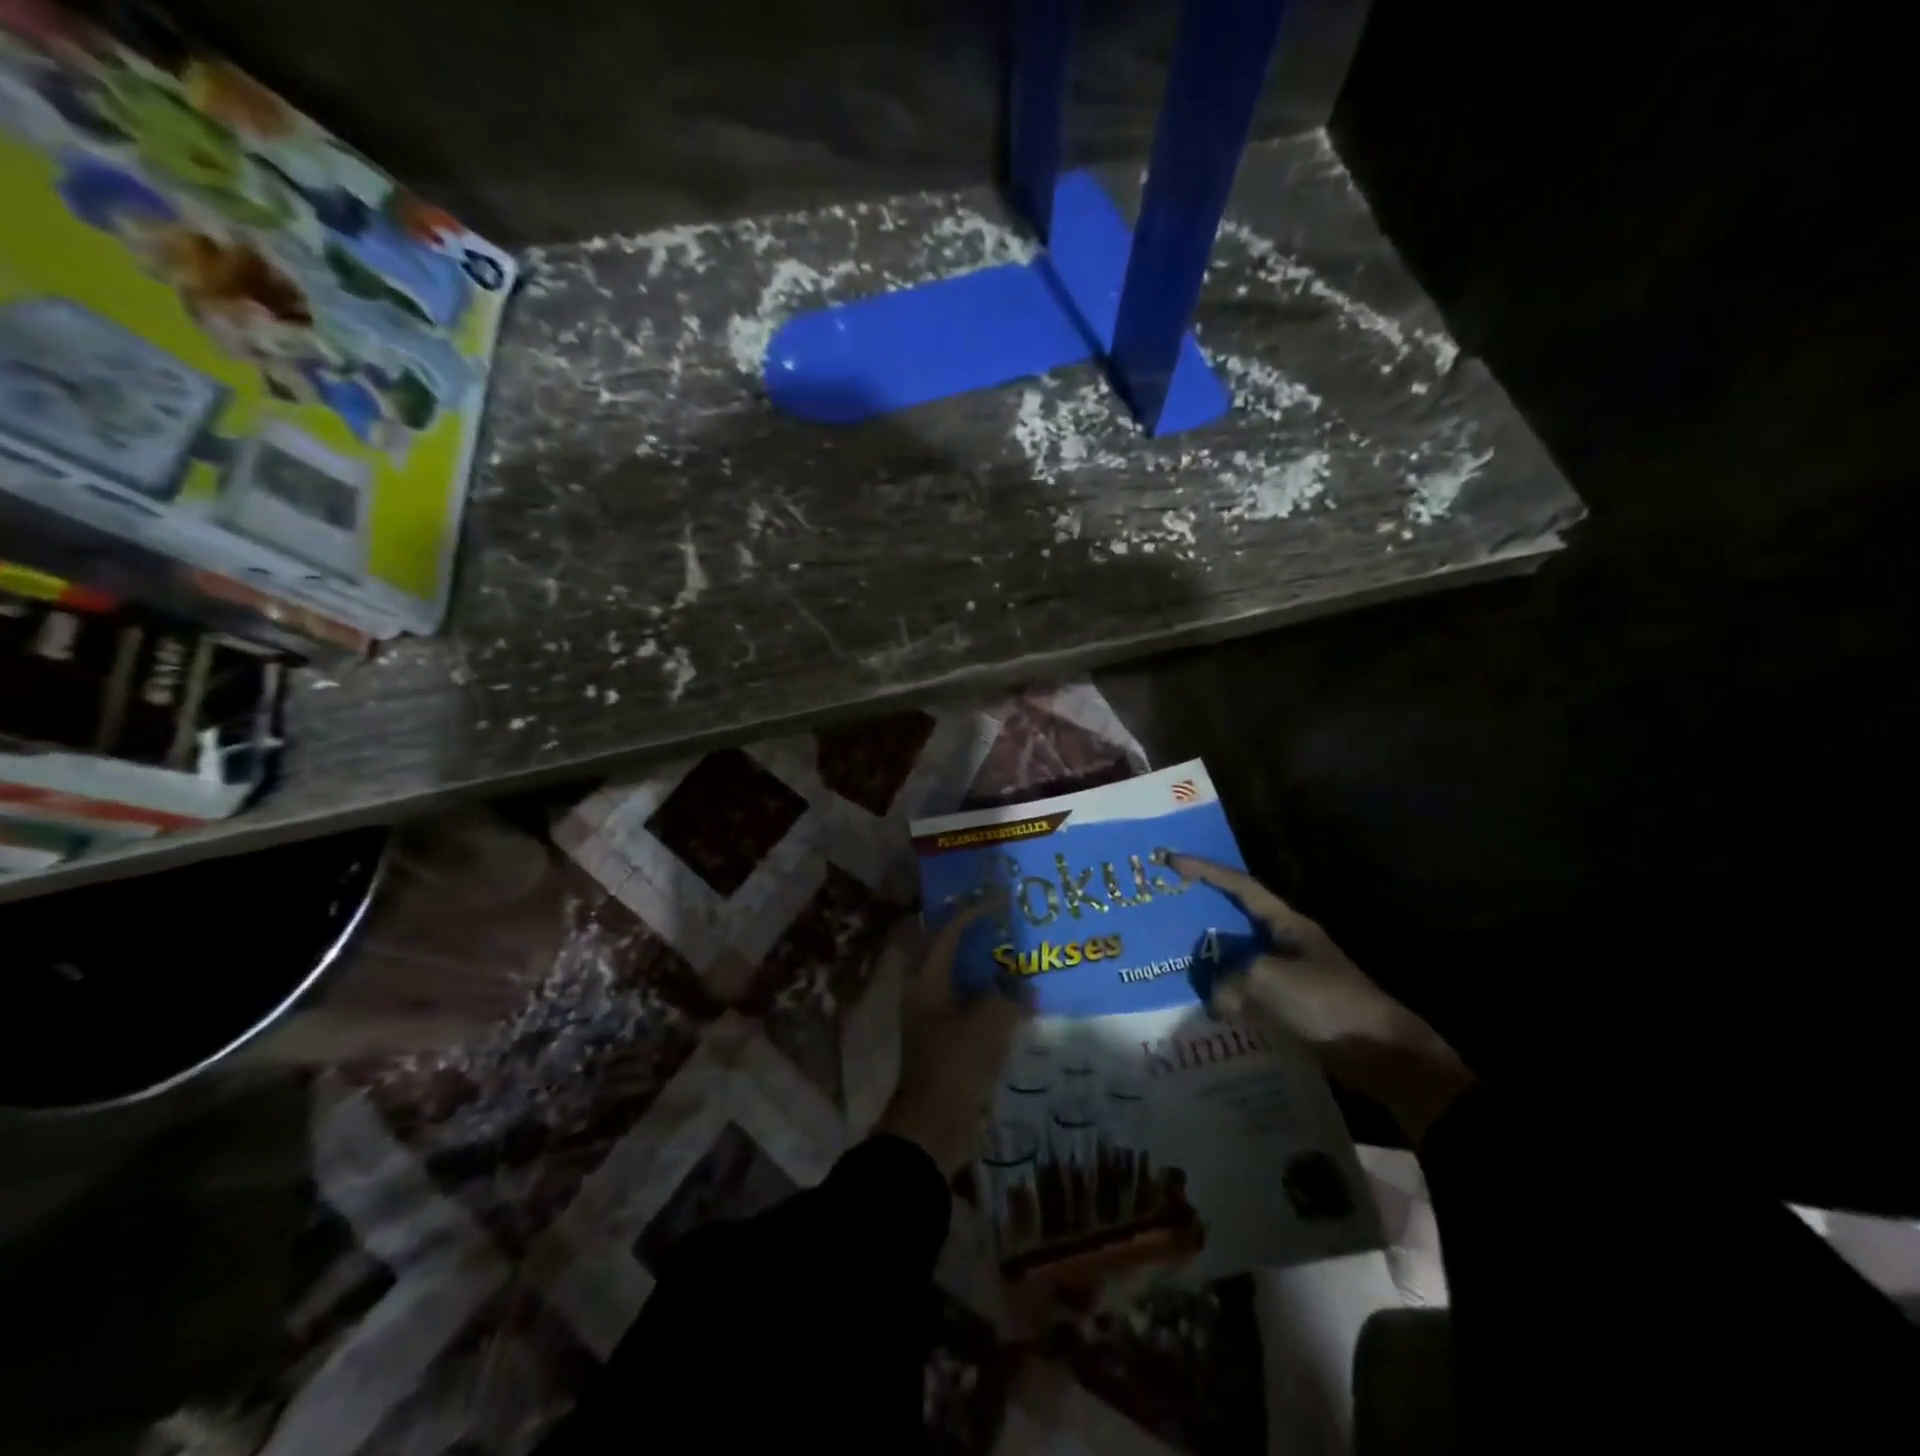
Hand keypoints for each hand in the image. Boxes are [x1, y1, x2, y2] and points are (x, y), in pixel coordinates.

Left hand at [879, 900, 1030, 1175]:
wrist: (935, 1124)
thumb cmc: (957, 1062)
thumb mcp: (991, 1020)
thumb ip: (1010, 994)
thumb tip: (1023, 986)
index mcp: (927, 978)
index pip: (949, 931)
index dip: (974, 911)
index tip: (1001, 899)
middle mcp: (925, 991)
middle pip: (951, 952)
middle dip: (977, 936)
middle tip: (1006, 924)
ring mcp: (933, 1017)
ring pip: (962, 980)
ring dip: (986, 968)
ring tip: (1017, 958)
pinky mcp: (946, 1040)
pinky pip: (970, 1007)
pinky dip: (990, 998)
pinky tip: (1017, 1002)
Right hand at [1174, 856, 1475, 1142]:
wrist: (1385, 1057)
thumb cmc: (1328, 1003)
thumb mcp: (1267, 980)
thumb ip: (1229, 980)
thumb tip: (1217, 999)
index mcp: (1287, 924)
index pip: (1240, 886)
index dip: (1205, 870)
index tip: (1172, 860)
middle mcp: (1288, 944)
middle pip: (1236, 923)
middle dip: (1203, 919)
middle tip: (1166, 917)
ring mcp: (1292, 978)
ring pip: (1240, 963)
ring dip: (1212, 965)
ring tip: (1177, 967)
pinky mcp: (1294, 1011)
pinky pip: (1250, 997)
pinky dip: (1229, 1000)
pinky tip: (1207, 1011)